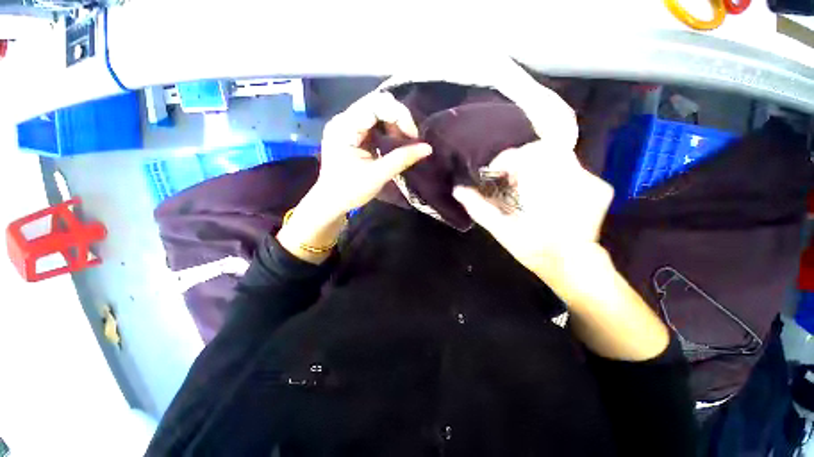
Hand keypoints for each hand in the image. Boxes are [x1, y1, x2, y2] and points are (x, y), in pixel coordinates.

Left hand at [277, 91, 431, 263]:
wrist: (331, 202)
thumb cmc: (350, 191)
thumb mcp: (378, 175)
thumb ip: (402, 159)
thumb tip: (428, 148)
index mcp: (344, 127)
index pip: (376, 104)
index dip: (399, 115)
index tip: (413, 137)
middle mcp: (343, 120)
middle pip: (376, 103)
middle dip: (398, 118)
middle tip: (409, 139)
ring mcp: (345, 125)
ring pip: (375, 110)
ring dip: (393, 123)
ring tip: (401, 142)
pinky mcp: (350, 133)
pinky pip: (372, 122)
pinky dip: (386, 129)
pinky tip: (392, 142)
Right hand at [452, 141, 613, 287]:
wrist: (572, 267)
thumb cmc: (533, 249)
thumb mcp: (501, 229)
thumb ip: (478, 207)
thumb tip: (458, 189)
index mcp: (545, 187)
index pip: (526, 153)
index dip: (506, 158)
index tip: (496, 171)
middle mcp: (571, 177)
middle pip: (545, 149)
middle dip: (523, 159)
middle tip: (511, 177)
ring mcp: (590, 181)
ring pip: (561, 156)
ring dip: (539, 166)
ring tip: (528, 185)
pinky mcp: (601, 188)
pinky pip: (574, 169)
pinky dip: (557, 174)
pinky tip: (548, 192)